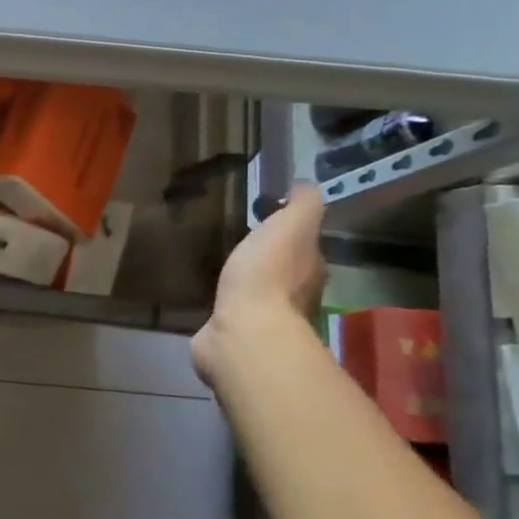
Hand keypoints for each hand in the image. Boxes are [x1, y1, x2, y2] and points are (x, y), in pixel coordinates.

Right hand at [191, 183, 326, 388]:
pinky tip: (208, 292)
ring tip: (218, 263)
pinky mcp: (235, 334)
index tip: (260, 212)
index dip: (285, 226)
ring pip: (257, 290)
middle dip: (265, 253)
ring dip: (244, 279)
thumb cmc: (268, 274)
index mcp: (311, 267)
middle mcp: (296, 295)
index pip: (303, 243)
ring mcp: (265, 318)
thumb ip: (303, 204)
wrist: (242, 331)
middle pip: (282, 268)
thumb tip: (304, 185)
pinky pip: (231, 310)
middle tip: (236, 237)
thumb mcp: (292, 226)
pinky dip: (225, 300)